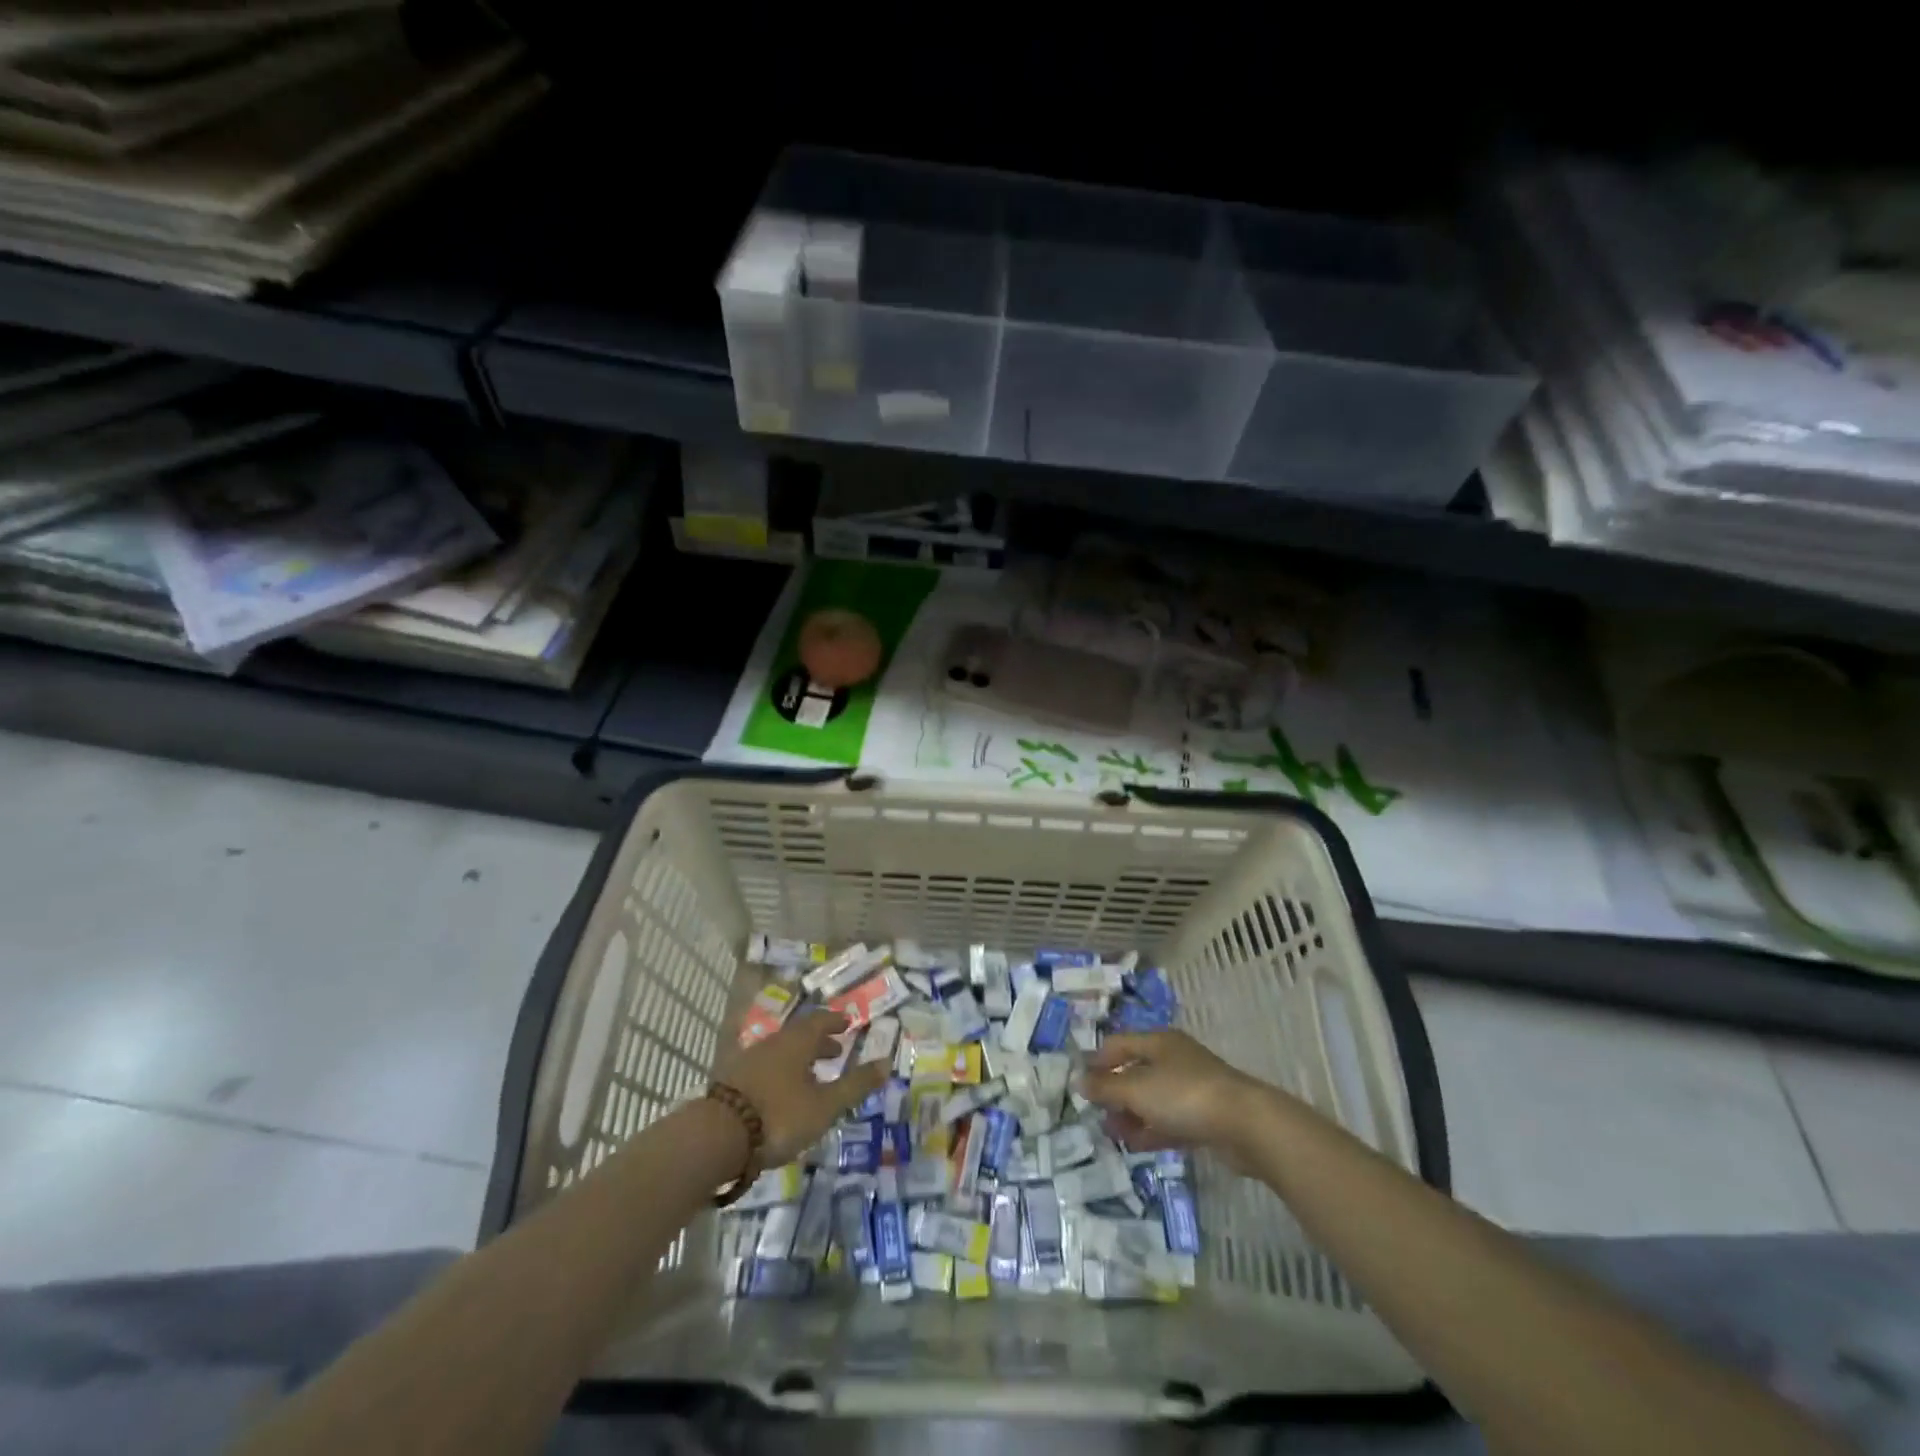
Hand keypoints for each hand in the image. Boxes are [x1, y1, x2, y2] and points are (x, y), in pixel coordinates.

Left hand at [713, 1011, 888, 1166]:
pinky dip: (780, 1073)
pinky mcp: (732, 1081)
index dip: (836, 1021)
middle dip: (819, 1041)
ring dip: (799, 1058)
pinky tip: (782, 1094)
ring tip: (811, 1076)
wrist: (716, 1136)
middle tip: (835, 1050)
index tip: (848, 1023)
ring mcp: (749, 1060)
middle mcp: (774, 1043)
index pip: (821, 1020)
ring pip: (781, 1051)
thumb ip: (855, 1084)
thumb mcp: (825, 1105)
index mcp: (798, 1041)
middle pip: (800, 1035)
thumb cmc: (779, 1116)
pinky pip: (765, 1067)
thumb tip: (887, 1062)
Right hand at [1083, 1031, 1264, 1160]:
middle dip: (1114, 1094)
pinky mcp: (1204, 1116)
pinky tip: (1138, 1146)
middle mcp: (1173, 1059)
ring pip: (1152, 1099)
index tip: (1082, 1087)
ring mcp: (1191, 1088)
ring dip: (1131, 1115)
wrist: (1245, 1124)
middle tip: (1098, 1117)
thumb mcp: (1137, 1090)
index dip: (1097, 1062)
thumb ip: (1106, 1087)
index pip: (1118, 1044)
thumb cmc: (1184, 1095)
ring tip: (1115, 1136)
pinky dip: (1152, 1130)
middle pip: (1135, 1072)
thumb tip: (1079, 1081)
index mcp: (1157, 1042)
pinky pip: (1169, 1120)